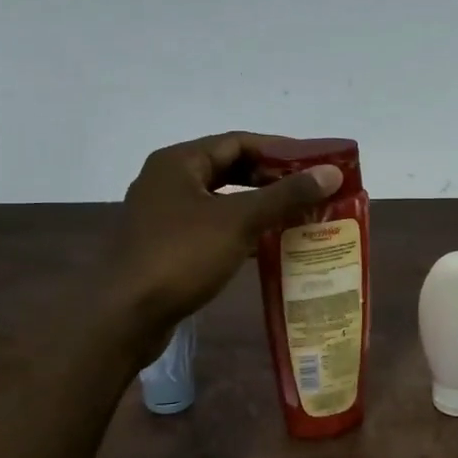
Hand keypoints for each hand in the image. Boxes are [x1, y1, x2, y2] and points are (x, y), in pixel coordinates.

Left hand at [109, 132, 341, 353]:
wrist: (126, 316)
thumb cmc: (181, 256)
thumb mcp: (239, 221)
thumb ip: (286, 195)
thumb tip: (331, 172)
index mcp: (179, 162)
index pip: (238, 141)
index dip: (280, 150)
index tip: (315, 164)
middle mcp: (168, 181)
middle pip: (228, 169)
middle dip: (270, 180)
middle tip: (310, 192)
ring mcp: (163, 215)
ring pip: (220, 201)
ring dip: (257, 207)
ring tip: (297, 217)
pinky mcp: (165, 246)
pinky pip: (210, 228)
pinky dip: (239, 231)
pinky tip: (267, 245)